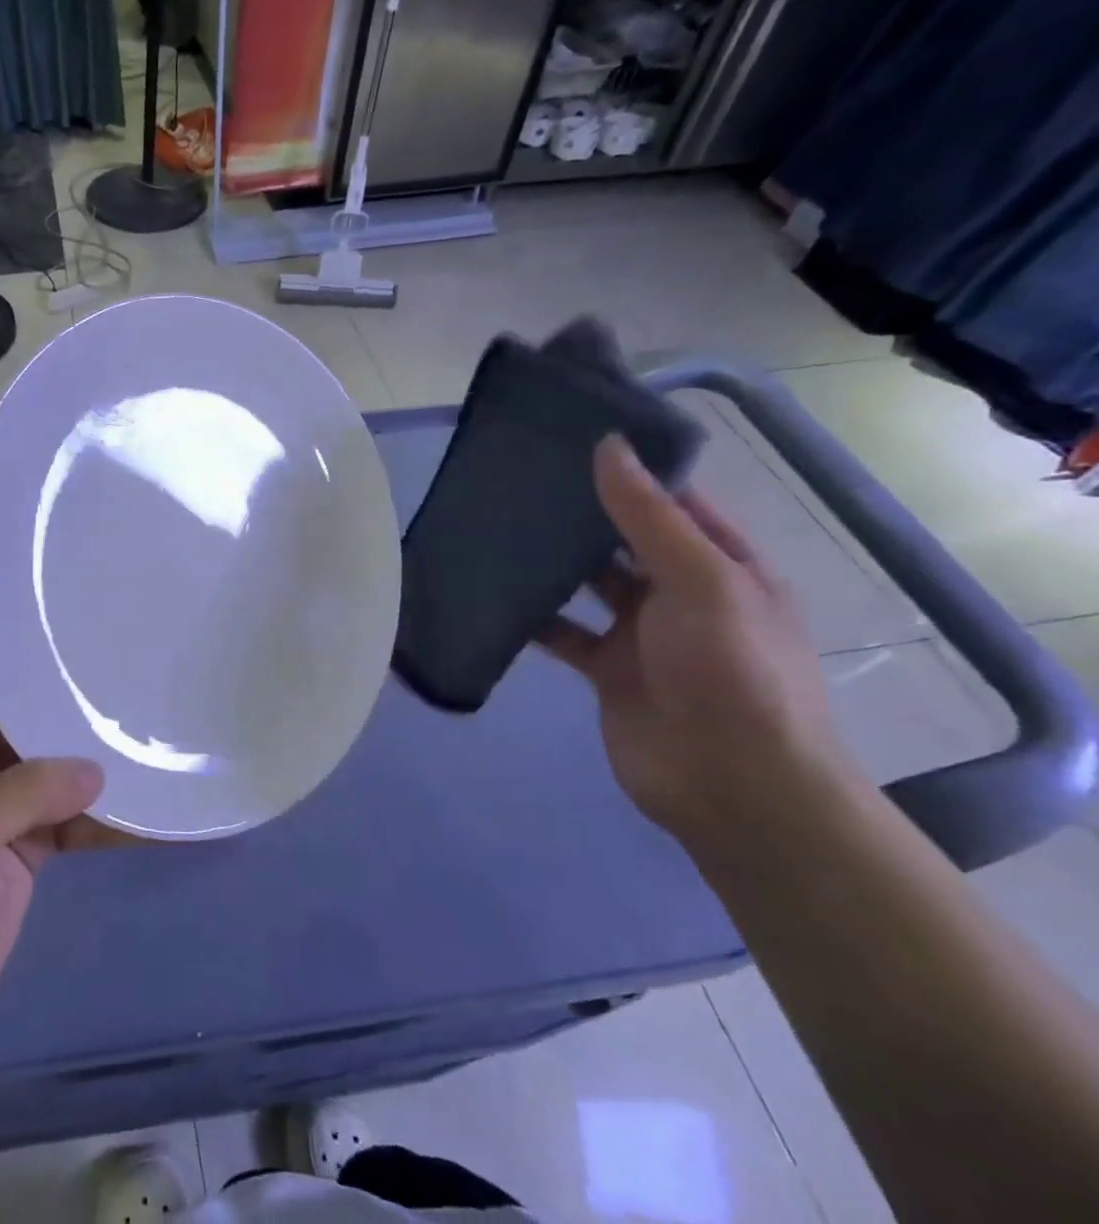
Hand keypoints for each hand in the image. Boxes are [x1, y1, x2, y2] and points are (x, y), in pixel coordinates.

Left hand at [0, 610, 109, 1076]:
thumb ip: (13, 799)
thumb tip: (95, 770)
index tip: (31, 578)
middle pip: (11, 697)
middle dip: (53, 671)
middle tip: (112, 634)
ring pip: (49, 751)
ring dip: (89, 740)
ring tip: (144, 707)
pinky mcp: (27, 842)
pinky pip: (73, 812)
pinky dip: (109, 812)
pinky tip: (152, 807)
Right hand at [540, 437, 853, 848]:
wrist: (732, 788)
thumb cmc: (732, 672)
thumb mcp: (701, 582)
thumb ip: (649, 517)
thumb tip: (608, 446)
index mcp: (724, 566)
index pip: (674, 502)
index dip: (630, 471)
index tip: (571, 440)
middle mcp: (683, 593)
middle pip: (626, 540)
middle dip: (582, 513)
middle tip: (518, 478)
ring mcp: (643, 634)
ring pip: (590, 583)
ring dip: (555, 562)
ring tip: (499, 526)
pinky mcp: (607, 670)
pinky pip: (563, 631)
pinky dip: (534, 615)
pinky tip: (496, 594)